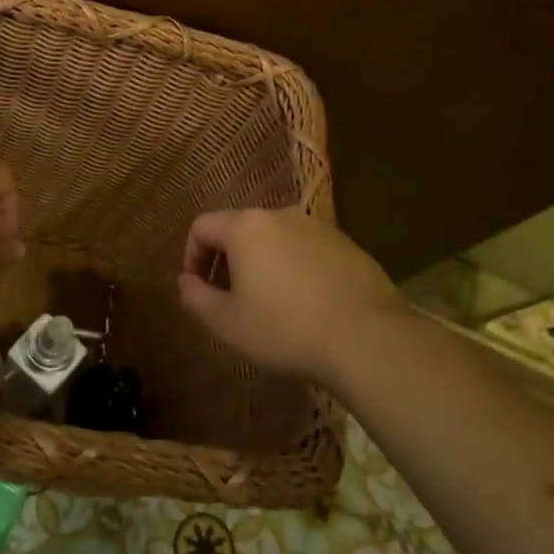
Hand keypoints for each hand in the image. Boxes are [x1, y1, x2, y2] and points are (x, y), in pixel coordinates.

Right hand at [177, 209, 408, 385]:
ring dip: (262, 263)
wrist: (368, 338)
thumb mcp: (227, 323)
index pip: (202, 226)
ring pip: (275, 238)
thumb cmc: (285, 329)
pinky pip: (306, 249)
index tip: (198, 287)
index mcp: (245, 227)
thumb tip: (186, 281)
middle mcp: (280, 215)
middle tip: (229, 298)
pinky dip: (294, 268)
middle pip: (239, 229)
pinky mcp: (347, 244)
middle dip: (227, 260)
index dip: (191, 256)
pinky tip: (305, 304)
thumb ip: (196, 298)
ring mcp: (318, 227)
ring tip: (268, 302)